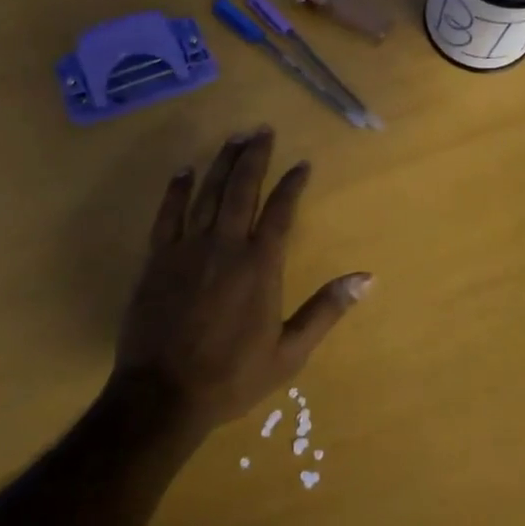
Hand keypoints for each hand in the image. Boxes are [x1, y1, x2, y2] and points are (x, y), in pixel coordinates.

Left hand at [113, 127, 371, 436]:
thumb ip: (326, 310)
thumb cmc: (231, 376)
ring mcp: (187, 248)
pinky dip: (177, 189)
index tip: (302, 164)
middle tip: (262, 130)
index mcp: (259, 266)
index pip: (281, 211)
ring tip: (234, 138)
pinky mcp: (157, 259)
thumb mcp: (290, 353)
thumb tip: (367, 278)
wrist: (163, 395)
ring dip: (222, 163)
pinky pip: (168, 213)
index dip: (292, 184)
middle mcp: (225, 246)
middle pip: (242, 189)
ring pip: (207, 192)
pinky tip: (185, 170)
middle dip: (255, 156)